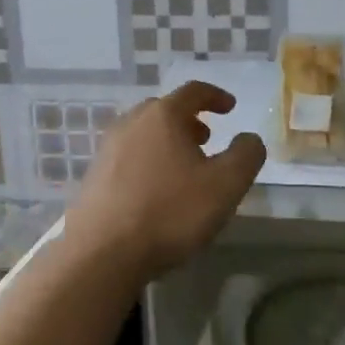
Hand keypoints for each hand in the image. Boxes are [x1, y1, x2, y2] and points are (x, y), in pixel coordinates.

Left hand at [67, 82, 266, 283]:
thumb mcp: (225, 185)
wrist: (103, 252)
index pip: (193, 91)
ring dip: (167, 141)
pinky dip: (148, 160)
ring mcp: (107, 149)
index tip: (231, 107)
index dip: (216, 96)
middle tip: (207, 139)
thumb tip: (249, 138)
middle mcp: (131, 123)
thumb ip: (246, 155)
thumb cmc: (170, 212)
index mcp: (163, 115)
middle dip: (189, 120)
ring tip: (184, 167)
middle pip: (164, 110)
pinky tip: (157, 190)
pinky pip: (128, 156)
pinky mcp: (94, 176)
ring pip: (144, 133)